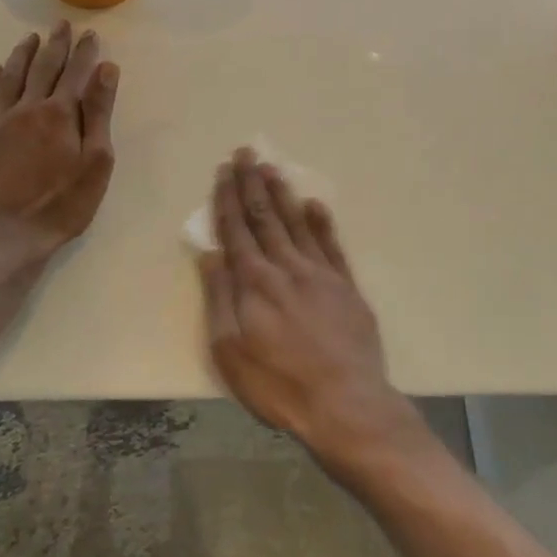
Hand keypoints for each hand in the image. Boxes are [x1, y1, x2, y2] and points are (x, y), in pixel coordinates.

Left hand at [0, 22, 119, 255]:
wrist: (4, 239)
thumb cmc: (61, 205)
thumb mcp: (95, 163)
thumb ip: (98, 114)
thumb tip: (106, 70)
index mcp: (60, 114)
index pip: (76, 73)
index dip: (85, 52)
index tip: (91, 34)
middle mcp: (27, 109)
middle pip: (43, 68)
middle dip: (55, 45)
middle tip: (61, 26)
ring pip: (10, 78)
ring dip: (22, 55)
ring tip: (30, 38)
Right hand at [200, 148, 415, 465]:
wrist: (345, 403)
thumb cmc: (279, 384)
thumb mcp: (230, 351)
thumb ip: (220, 298)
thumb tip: (210, 254)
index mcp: (255, 282)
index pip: (237, 229)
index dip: (227, 198)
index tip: (224, 170)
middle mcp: (287, 267)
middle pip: (266, 217)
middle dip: (253, 183)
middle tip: (247, 153)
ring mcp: (321, 274)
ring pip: (297, 223)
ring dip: (283, 194)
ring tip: (273, 169)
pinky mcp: (347, 287)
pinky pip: (332, 245)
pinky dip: (322, 222)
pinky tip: (315, 205)